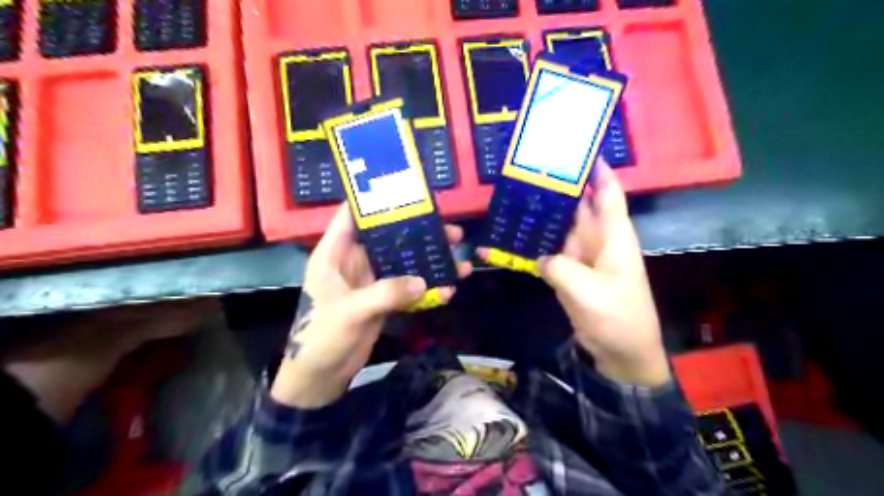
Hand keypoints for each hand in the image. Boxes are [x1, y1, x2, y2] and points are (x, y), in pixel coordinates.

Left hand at [273, 204, 473, 408]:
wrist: (320, 376)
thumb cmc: (322, 336)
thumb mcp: (351, 311)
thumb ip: (387, 293)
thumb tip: (425, 281)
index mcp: (335, 253)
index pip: (353, 215)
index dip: (375, 200)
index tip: (407, 190)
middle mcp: (354, 261)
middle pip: (389, 238)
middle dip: (419, 233)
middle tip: (450, 231)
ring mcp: (370, 280)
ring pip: (403, 262)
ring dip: (429, 261)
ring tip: (459, 259)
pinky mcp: (382, 299)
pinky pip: (408, 287)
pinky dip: (427, 288)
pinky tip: (448, 290)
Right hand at [484, 164, 662, 386]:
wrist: (622, 354)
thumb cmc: (617, 317)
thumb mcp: (587, 291)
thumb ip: (559, 267)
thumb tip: (540, 257)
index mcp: (614, 236)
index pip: (608, 194)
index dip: (597, 170)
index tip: (578, 149)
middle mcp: (599, 241)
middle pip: (579, 207)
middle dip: (560, 190)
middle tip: (531, 172)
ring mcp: (584, 259)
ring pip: (562, 229)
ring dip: (544, 218)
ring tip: (517, 201)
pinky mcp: (572, 275)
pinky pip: (553, 253)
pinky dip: (537, 247)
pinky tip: (517, 240)